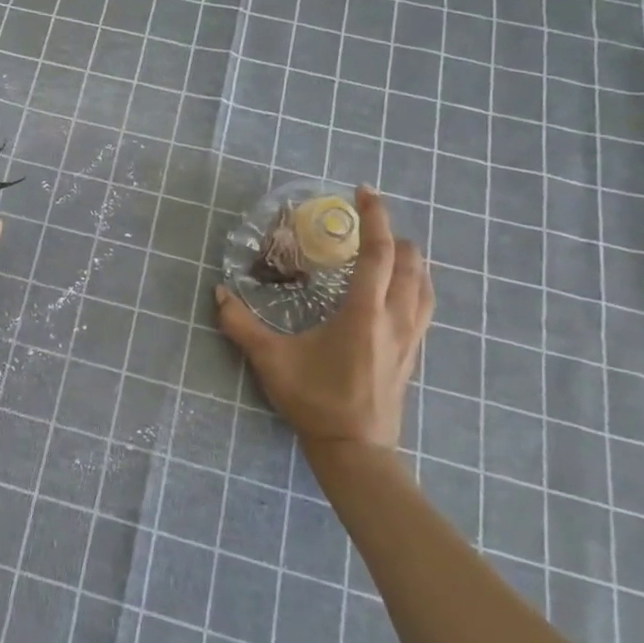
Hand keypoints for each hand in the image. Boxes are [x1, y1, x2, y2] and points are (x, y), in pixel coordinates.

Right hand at [215, 186, 432, 453]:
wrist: (355, 450)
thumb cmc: (315, 401)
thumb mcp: (270, 361)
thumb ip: (241, 325)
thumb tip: (219, 293)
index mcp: (364, 312)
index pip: (378, 252)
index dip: (374, 217)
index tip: (364, 192)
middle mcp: (395, 318)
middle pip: (410, 262)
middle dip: (391, 233)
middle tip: (365, 222)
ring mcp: (410, 337)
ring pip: (424, 284)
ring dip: (408, 258)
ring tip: (386, 248)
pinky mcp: (413, 353)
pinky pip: (424, 305)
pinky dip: (415, 283)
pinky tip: (397, 289)